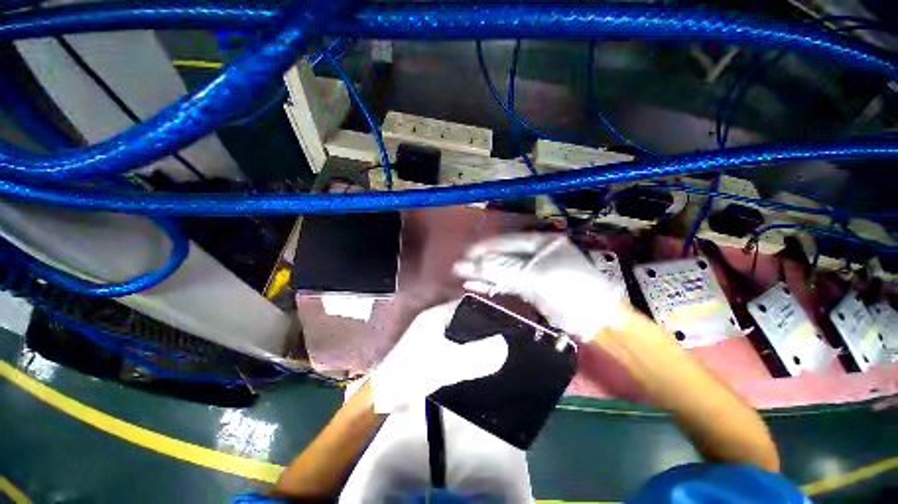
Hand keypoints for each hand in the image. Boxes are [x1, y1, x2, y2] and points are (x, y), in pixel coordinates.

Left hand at [371, 300, 507, 413]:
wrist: (387, 397)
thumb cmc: (413, 372)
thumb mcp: (446, 363)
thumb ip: (475, 356)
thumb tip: (505, 346)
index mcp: (437, 315)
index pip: (467, 302)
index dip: (486, 306)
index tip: (506, 315)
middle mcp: (437, 321)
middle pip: (467, 317)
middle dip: (485, 324)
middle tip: (508, 331)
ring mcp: (435, 336)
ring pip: (464, 332)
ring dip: (479, 338)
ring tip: (502, 344)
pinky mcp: (436, 352)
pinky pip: (459, 346)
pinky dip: (471, 350)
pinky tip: (484, 358)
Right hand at [453, 233, 627, 340]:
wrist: (594, 318)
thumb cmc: (569, 290)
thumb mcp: (535, 277)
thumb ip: (503, 270)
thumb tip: (473, 265)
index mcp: (539, 243)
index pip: (506, 242)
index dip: (485, 247)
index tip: (467, 254)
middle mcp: (534, 254)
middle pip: (501, 256)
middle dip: (481, 262)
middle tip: (459, 267)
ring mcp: (531, 271)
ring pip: (502, 270)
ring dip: (483, 274)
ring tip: (462, 275)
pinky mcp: (529, 288)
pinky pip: (506, 283)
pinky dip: (491, 285)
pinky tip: (475, 285)